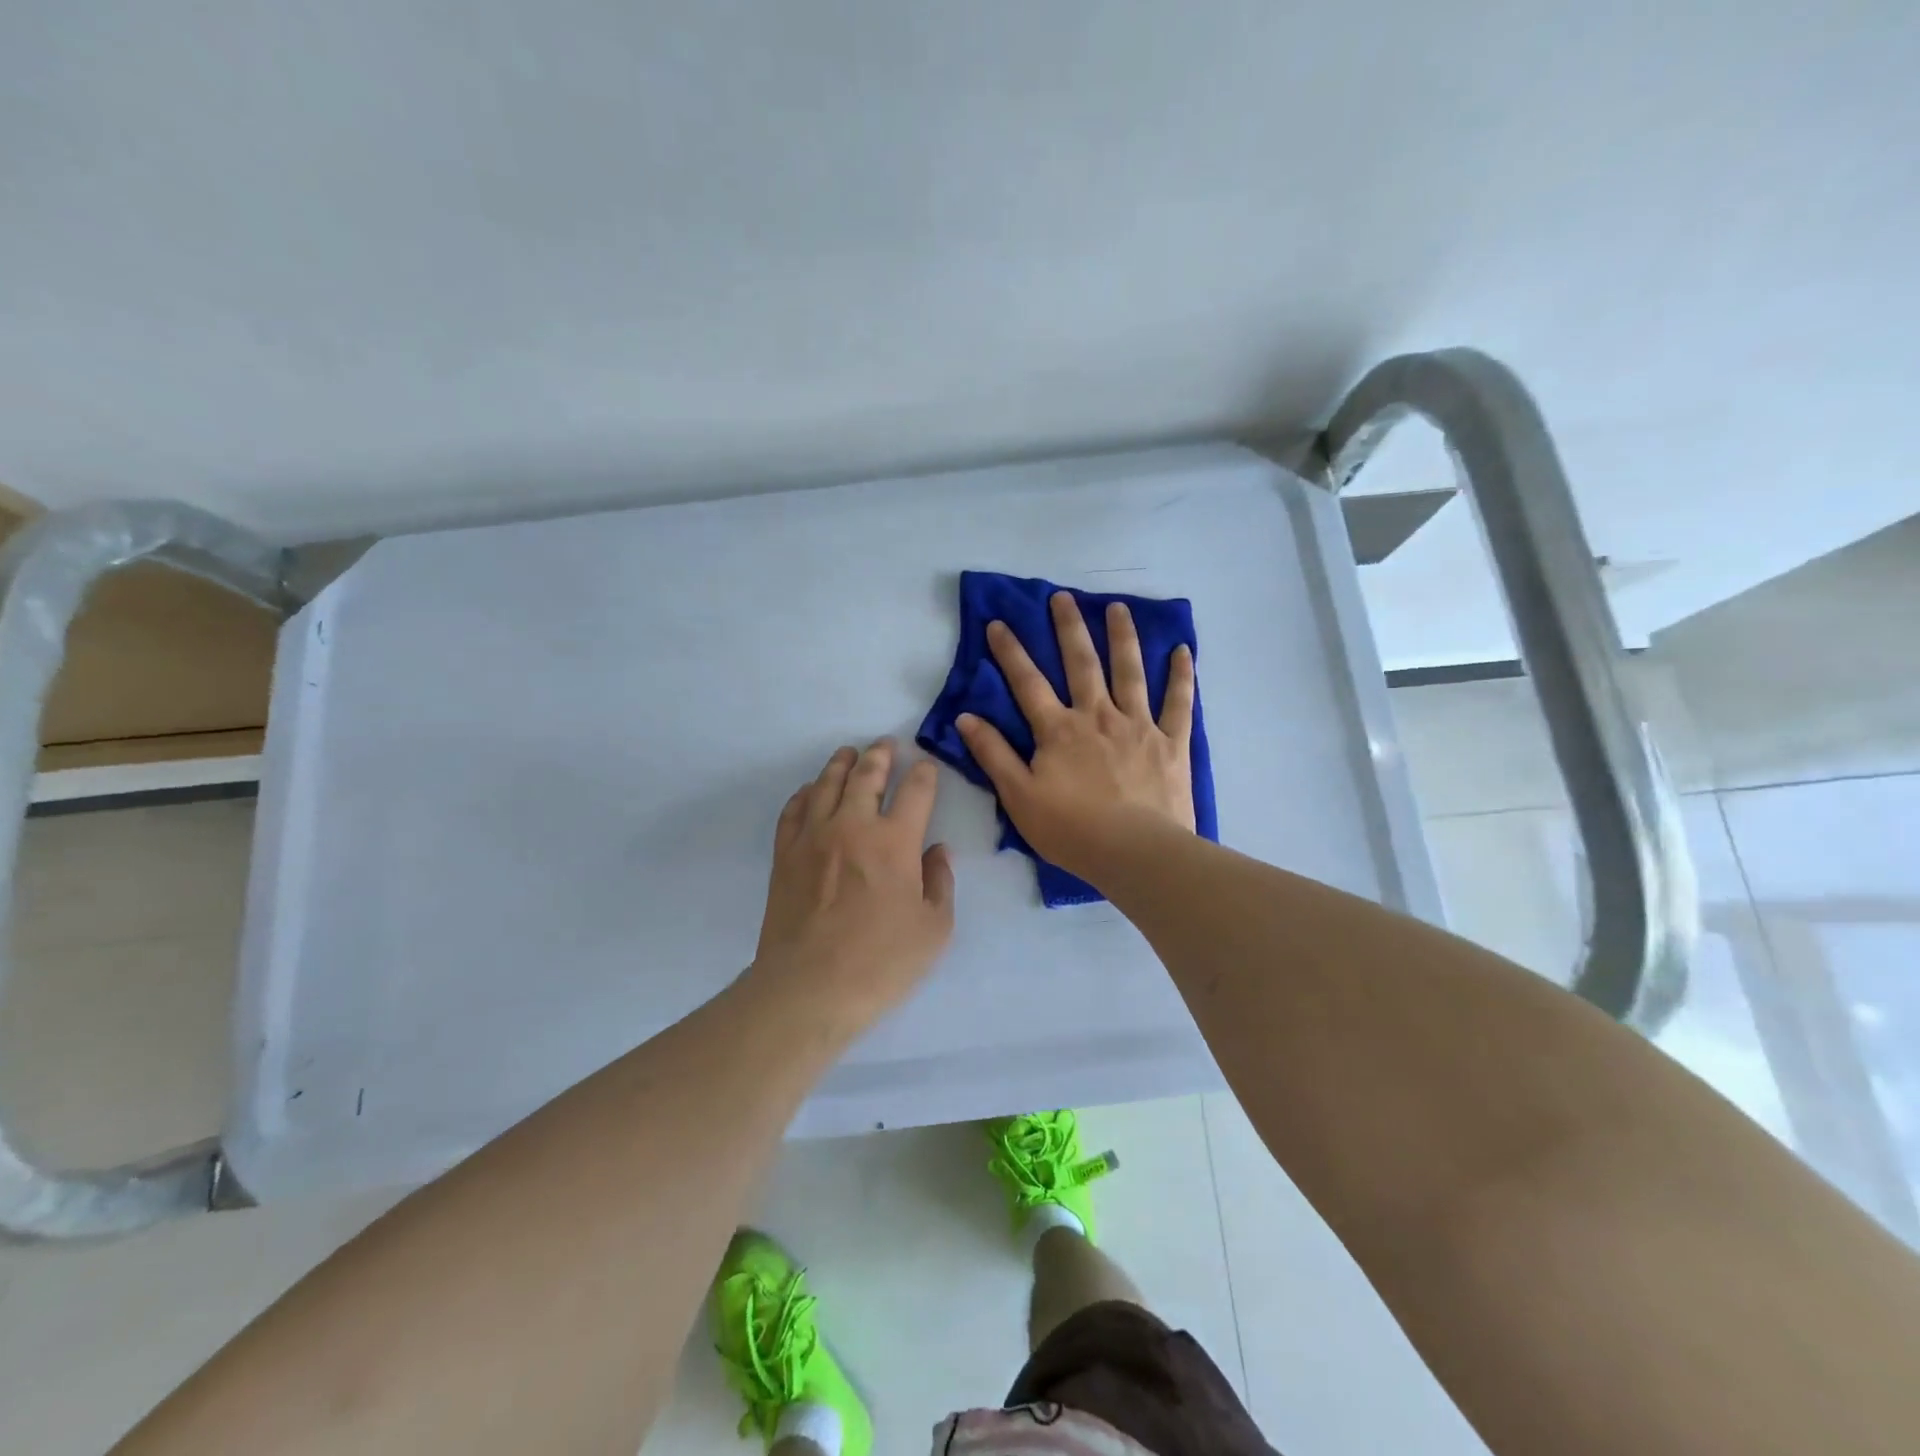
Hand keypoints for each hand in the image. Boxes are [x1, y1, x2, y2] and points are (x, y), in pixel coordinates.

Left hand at [749, 738, 954, 1029]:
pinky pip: (794, 810)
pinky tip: (811, 791)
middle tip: (885, 744)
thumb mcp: (934, 930)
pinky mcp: (785, 854)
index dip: (924, 774)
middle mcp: (853, 826)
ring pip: (827, 784)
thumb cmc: (881, 963)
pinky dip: (805, 793)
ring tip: (848, 753)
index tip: (926, 767)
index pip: (915, 791)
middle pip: (867, 775)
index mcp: (895, 841)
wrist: (809, 988)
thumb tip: (937, 851)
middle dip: (880, 755)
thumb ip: (940, 883)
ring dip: (841, 764)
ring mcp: (814, 837)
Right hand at [957, 592, 1195, 881]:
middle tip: (1063, 597)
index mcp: (1058, 730)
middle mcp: (1097, 716)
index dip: (1010, 652)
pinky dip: (1181, 676)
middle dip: (1069, 628)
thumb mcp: (1019, 797)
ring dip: (1122, 637)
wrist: (1135, 853)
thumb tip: (966, 718)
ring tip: (1118, 608)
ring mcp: (1138, 725)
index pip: (1027, 682)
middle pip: (1081, 664)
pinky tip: (1182, 651)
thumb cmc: (1071, 829)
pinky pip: (1178, 702)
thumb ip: (993, 755)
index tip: (998, 622)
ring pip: (1130, 671)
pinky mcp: (1171, 742)